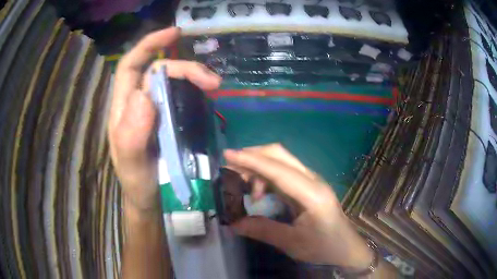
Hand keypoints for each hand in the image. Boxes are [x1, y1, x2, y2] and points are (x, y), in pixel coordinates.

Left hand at [108, 27, 221, 213]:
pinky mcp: (169, 120)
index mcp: (123, 109)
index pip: (131, 66)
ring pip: (172, 82)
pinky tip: (209, 96)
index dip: (149, 45)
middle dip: (184, 69)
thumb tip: (145, 95)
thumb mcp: (132, 165)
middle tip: (212, 81)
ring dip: (194, 78)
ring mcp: (155, 111)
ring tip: (215, 86)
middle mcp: (137, 104)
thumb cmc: (138, 183)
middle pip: (158, 72)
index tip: (174, 33)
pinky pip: (182, 97)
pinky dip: (196, 91)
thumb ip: (132, 136)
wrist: (151, 200)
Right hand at [224, 144, 373, 268]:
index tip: (228, 155)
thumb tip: (234, 223)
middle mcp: (313, 180)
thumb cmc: (324, 247)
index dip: (251, 161)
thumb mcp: (292, 243)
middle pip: (281, 155)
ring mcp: (312, 181)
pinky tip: (259, 192)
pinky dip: (266, 175)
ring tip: (244, 188)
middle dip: (253, 156)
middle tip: (230, 167)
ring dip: (259, 167)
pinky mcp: (309, 186)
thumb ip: (263, 231)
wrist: (346, 248)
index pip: (278, 170)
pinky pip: (284, 172)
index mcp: (312, 194)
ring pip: (281, 161)